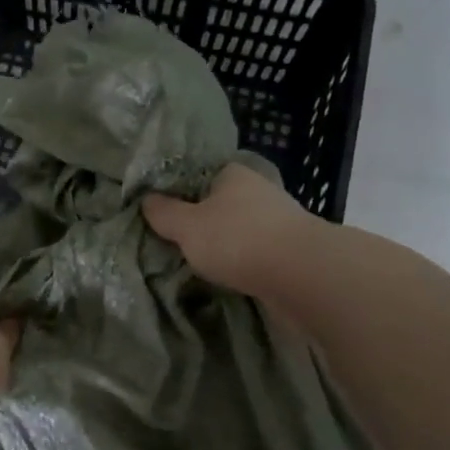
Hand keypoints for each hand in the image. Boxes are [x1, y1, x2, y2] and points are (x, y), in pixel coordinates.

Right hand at [142, 162, 313, 293]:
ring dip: (223, 244)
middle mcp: (257, 190)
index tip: (160, 215)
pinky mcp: (290, 249)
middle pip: (218, 203)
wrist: (303, 275)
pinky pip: (254, 252)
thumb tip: (146, 199)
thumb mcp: (187, 226)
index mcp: (232, 173)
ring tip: (197, 263)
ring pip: (238, 229)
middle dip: (201, 221)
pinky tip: (226, 275)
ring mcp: (277, 219)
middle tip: (174, 243)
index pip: (197, 175)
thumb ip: (164, 213)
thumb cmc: (238, 240)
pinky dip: (240, 261)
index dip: (177, 193)